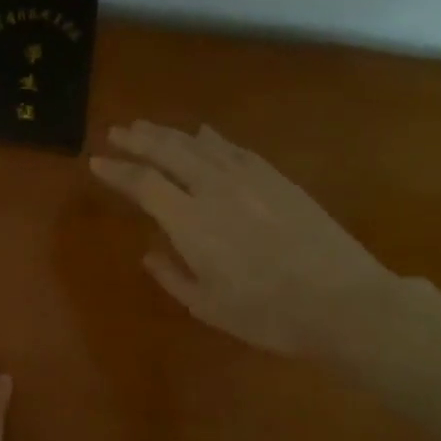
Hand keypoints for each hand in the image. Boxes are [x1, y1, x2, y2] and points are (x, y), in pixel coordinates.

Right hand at [90, 120, 398, 354]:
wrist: (343, 302)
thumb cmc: (267, 314)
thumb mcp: (207, 306)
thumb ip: (172, 276)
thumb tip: (149, 253)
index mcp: (190, 222)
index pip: (143, 184)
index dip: (117, 171)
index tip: (96, 162)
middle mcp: (215, 189)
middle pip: (169, 152)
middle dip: (138, 140)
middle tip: (116, 131)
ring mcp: (250, 179)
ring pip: (200, 145)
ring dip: (170, 133)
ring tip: (147, 127)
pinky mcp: (278, 179)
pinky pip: (235, 149)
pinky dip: (212, 139)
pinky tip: (203, 134)